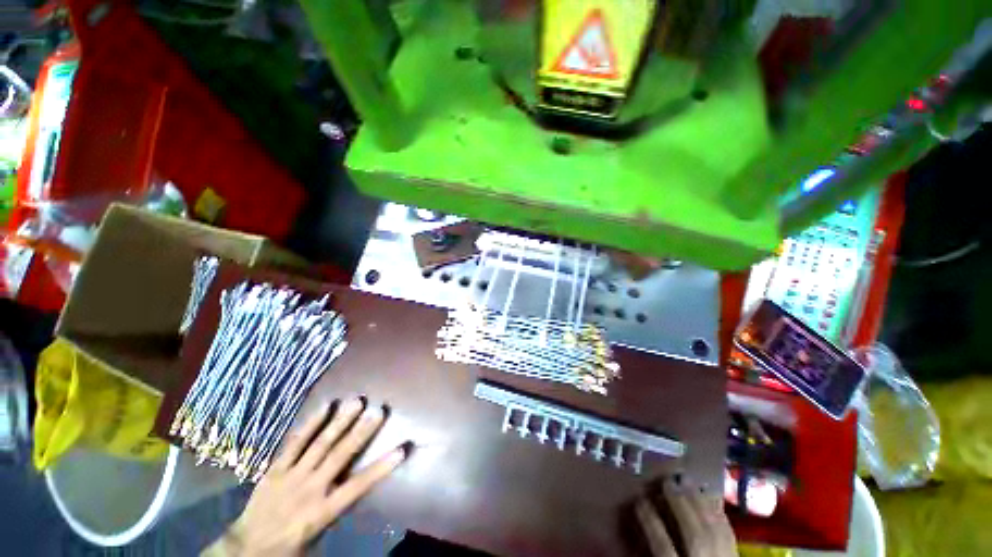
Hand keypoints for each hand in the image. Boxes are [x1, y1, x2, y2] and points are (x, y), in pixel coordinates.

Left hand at [204, 398, 407, 556]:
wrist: (245, 549)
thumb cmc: (287, 547)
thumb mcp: (316, 538)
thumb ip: (336, 513)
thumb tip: (357, 491)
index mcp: (322, 511)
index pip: (358, 486)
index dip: (381, 468)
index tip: (402, 449)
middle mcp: (310, 489)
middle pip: (339, 456)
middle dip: (361, 432)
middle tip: (378, 410)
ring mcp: (291, 475)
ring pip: (320, 444)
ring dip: (340, 422)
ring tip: (356, 402)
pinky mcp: (276, 468)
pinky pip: (295, 442)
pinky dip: (311, 424)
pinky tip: (325, 406)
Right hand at [635, 477, 736, 556]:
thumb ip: (653, 556)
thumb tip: (635, 536)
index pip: (664, 549)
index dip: (651, 523)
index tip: (639, 501)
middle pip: (695, 535)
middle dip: (680, 505)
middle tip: (667, 481)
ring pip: (715, 532)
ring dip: (701, 504)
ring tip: (687, 481)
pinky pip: (730, 535)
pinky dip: (719, 515)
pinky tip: (711, 498)